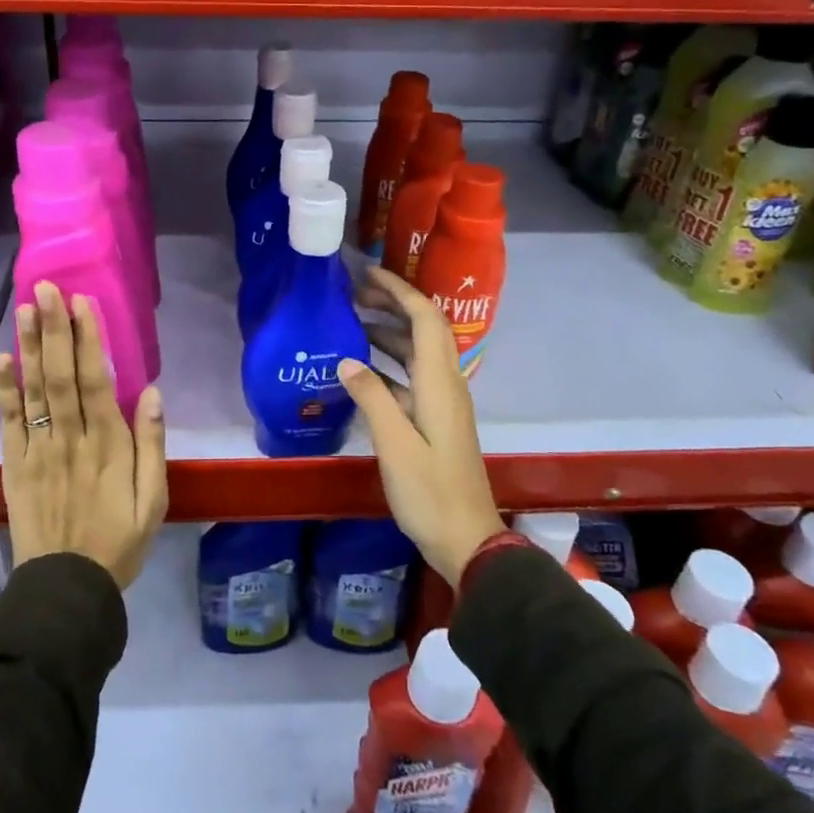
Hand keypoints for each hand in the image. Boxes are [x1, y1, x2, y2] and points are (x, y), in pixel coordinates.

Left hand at [0, 281, 167, 589]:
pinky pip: (9, 422)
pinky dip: (4, 390)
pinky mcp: (14, 466)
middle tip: (45, 289)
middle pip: (59, 377)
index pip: (95, 382)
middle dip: (54, 330)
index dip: (87, 341)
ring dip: (30, 347)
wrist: (66, 588)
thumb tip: (150, 393)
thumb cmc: (118, 541)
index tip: (81, 304)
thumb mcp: (153, 501)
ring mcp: (37, 451)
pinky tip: (3, 358)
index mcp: (107, 447)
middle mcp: (69, 440)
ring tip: (25, 308)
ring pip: (33, 391)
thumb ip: (151, 446)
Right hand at [337, 267, 502, 585]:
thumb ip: (371, 398)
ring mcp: (442, 402)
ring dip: (388, 332)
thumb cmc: (430, 493)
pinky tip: (359, 370)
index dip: (399, 290)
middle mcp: (446, 384)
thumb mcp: (395, 445)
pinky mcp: (435, 420)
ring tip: (350, 323)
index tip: (367, 274)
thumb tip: (346, 359)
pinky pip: (411, 377)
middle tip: (353, 294)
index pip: (424, 319)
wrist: (467, 539)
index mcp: (440, 383)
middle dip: (392, 304)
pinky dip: (387, 365)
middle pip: (424, 329)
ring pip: (417, 353)